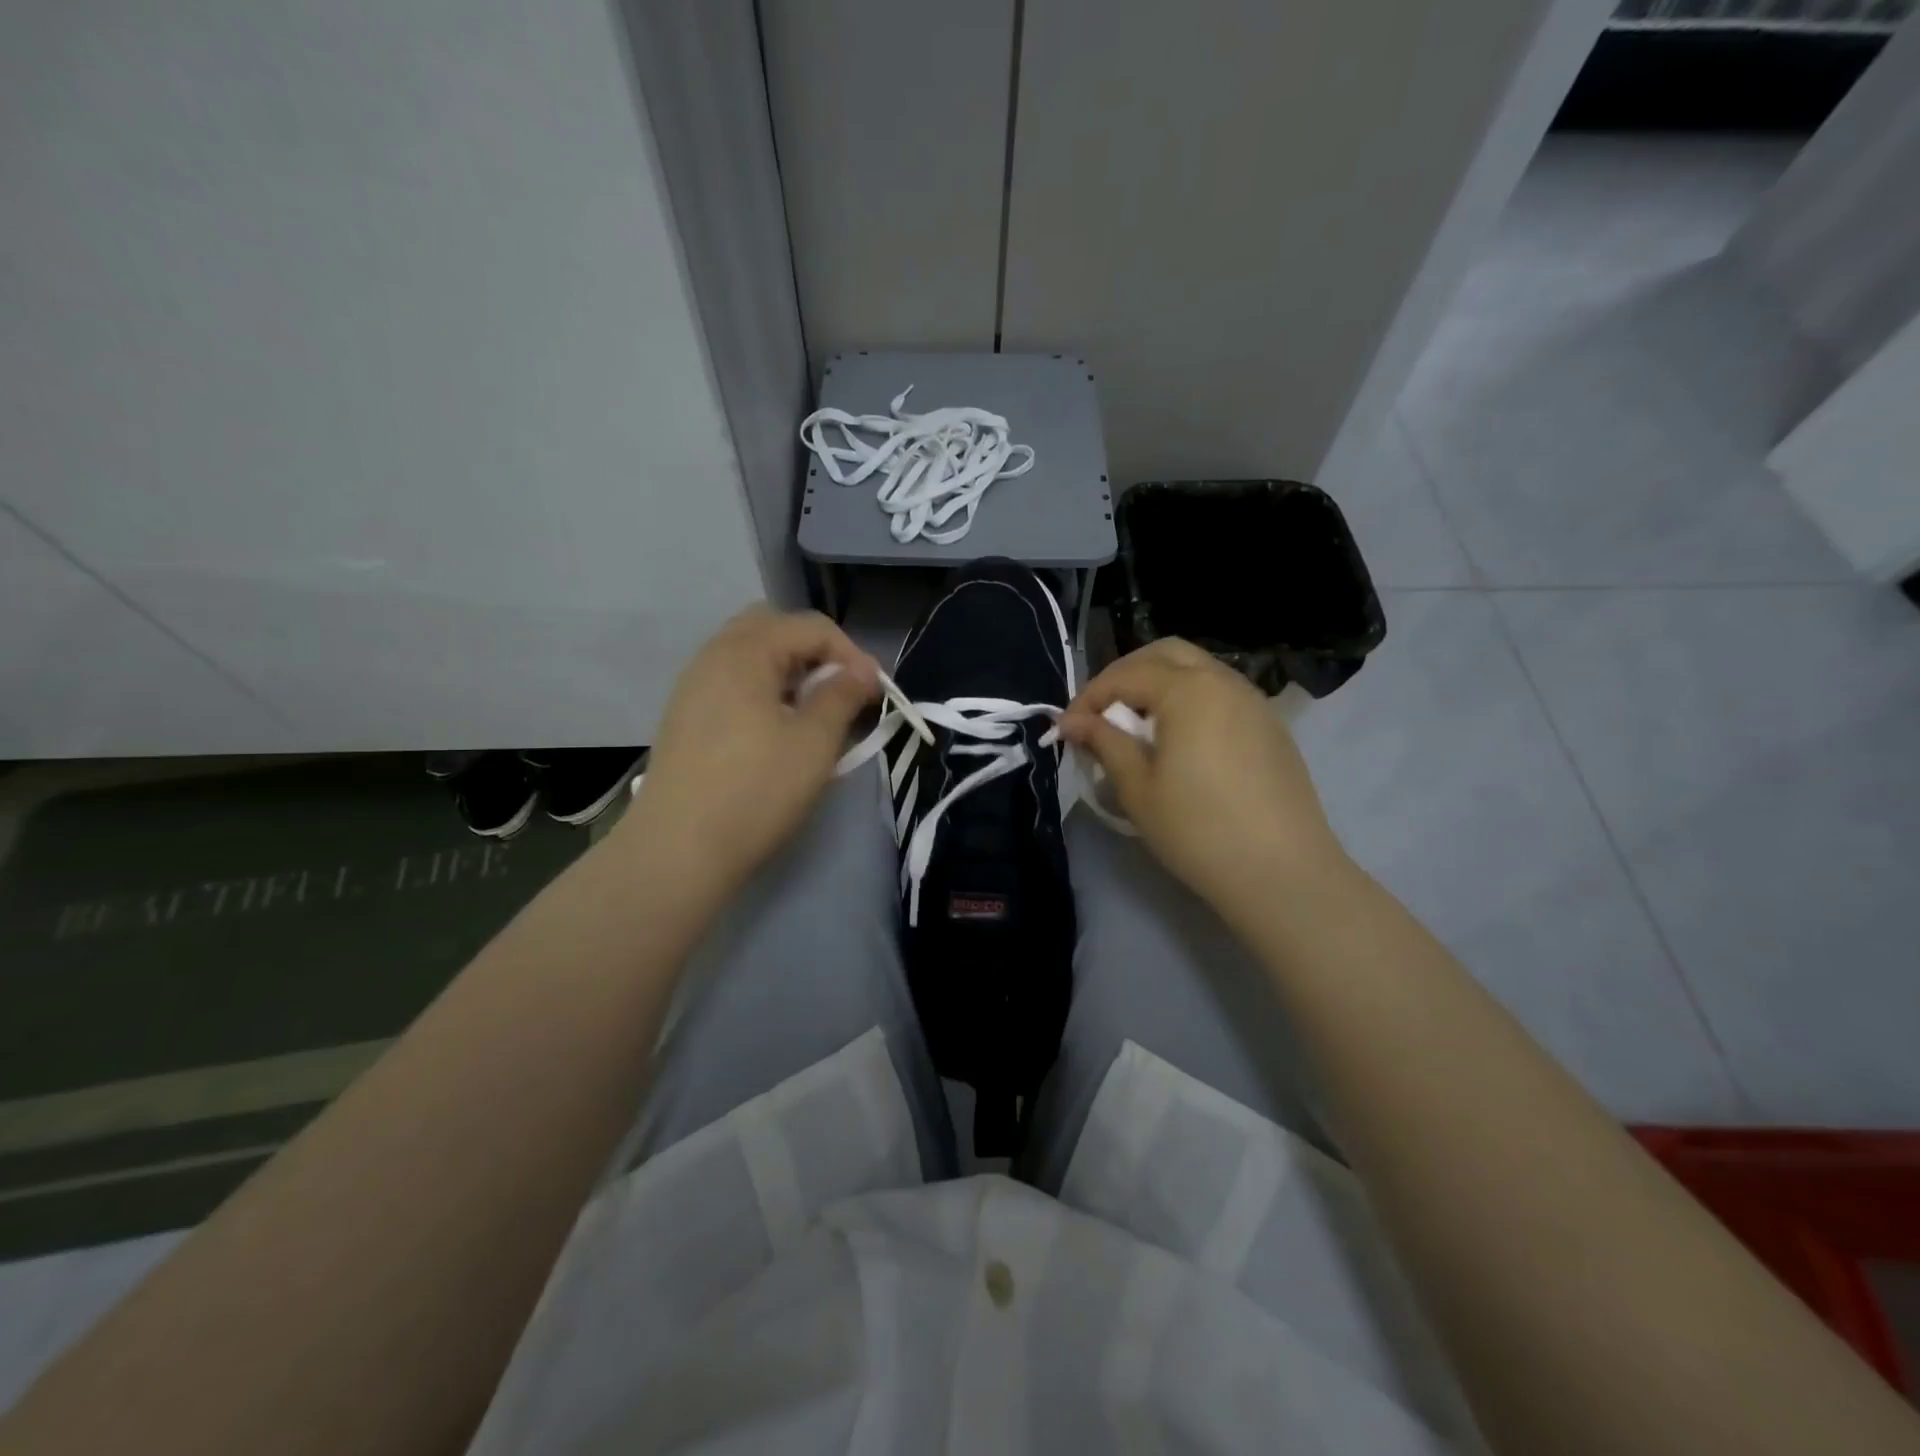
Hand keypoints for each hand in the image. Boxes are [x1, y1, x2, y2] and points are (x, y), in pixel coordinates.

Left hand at [626, 607, 878, 893]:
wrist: (678, 850)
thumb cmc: (755, 790)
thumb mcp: (814, 742)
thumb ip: (842, 696)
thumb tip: (863, 670)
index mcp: (745, 651)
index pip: (811, 626)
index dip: (851, 653)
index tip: (873, 693)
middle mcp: (713, 656)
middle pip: (773, 629)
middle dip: (815, 653)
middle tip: (839, 693)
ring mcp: (693, 686)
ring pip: (750, 657)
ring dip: (789, 673)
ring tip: (812, 715)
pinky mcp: (685, 717)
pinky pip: (732, 683)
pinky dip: (763, 691)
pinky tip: (776, 732)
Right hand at [1058, 639, 1352, 921]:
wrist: (1283, 872)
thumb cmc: (1198, 830)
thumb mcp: (1138, 788)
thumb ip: (1105, 743)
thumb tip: (1073, 722)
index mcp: (1188, 690)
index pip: (1125, 675)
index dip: (1089, 697)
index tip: (1067, 728)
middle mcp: (1224, 682)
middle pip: (1166, 654)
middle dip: (1126, 675)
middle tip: (1102, 712)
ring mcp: (1254, 701)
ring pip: (1198, 670)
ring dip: (1160, 685)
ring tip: (1136, 726)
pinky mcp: (1270, 727)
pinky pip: (1221, 694)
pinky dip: (1190, 700)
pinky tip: (1179, 740)